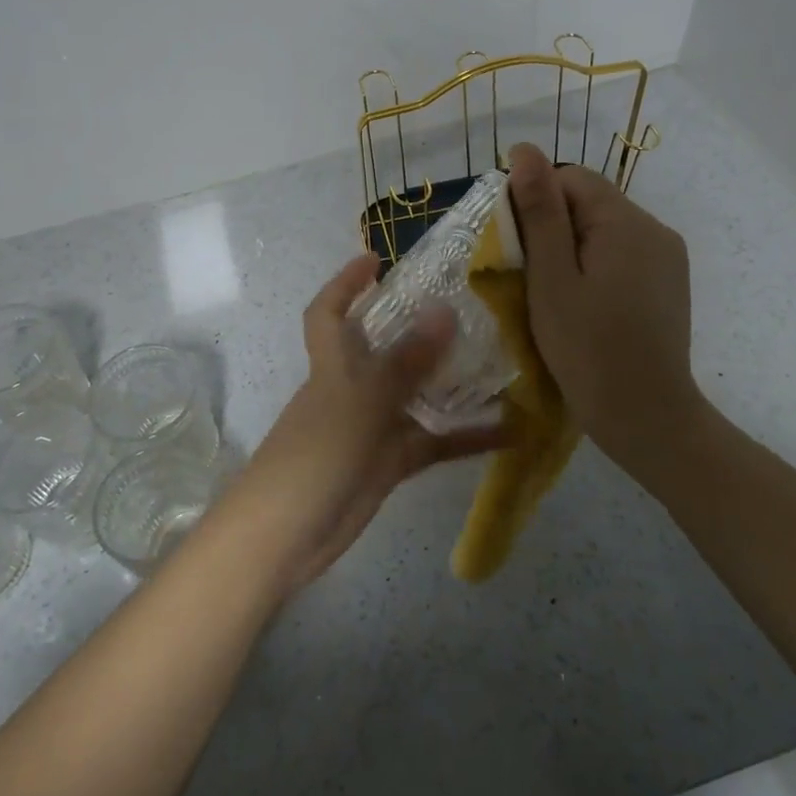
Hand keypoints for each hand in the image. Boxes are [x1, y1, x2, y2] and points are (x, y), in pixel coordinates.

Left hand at [216, 255, 506, 593]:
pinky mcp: (389, 463)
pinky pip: (433, 443)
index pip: (329, 312)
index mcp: (333, 365)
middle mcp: (352, 388)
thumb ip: (405, 361)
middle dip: (419, 327)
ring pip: (417, 395)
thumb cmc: (315, 456)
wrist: (285, 536)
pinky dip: (466, 438)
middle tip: (471, 307)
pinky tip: (510, 433)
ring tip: (503, 362)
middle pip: (385, 348)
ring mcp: (372, 427)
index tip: (377, 259)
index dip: (345, 283)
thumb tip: (444, 309)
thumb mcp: (362, 403)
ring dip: (453, 382)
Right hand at [507, 143, 699, 474]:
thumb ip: (539, 212)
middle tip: (531, 280)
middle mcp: (655, 229)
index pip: (570, 179)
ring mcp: (667, 258)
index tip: (516, 250)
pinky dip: (596, 270)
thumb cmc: (587, 349)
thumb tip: (524, 151)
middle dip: (553, 230)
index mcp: (626, 222)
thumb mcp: (551, 279)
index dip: (535, 203)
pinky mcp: (669, 284)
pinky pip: (622, 257)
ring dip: (573, 252)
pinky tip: (586, 307)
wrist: (647, 417)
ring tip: (555, 297)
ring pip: (604, 232)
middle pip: (590, 204)